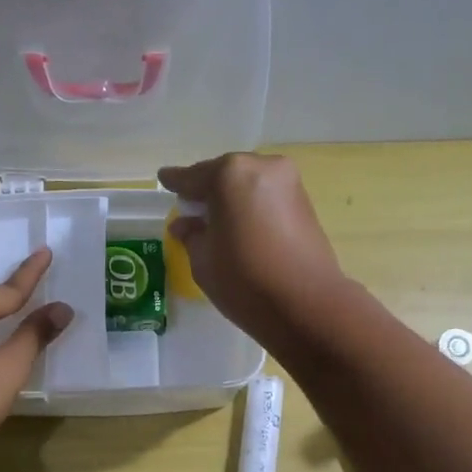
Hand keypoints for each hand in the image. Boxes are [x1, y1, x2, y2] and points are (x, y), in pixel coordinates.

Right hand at [157, 153, 346, 344]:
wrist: (307, 305)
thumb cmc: (244, 280)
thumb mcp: (203, 260)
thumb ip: (191, 235)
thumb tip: (185, 224)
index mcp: (228, 174)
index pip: (192, 177)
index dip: (175, 182)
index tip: (164, 179)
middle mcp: (261, 167)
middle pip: (224, 175)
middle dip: (207, 190)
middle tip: (192, 209)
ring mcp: (288, 182)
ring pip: (248, 184)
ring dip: (232, 199)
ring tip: (218, 222)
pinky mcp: (305, 202)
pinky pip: (267, 197)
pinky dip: (252, 207)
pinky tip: (243, 226)